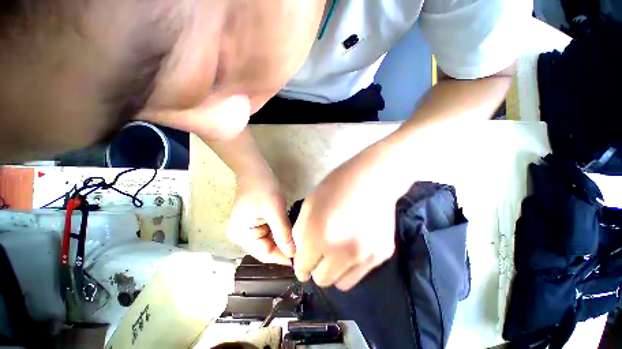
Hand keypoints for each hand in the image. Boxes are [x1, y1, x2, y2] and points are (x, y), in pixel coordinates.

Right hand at [226, 172, 294, 264]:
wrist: (256, 171)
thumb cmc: (263, 187)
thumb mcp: (274, 209)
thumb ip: (283, 232)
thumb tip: (292, 253)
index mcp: (241, 234)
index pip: (264, 253)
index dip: (282, 257)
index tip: (300, 257)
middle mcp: (241, 236)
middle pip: (265, 248)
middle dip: (283, 248)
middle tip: (301, 247)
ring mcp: (247, 229)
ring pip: (268, 241)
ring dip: (282, 240)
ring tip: (298, 239)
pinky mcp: (254, 223)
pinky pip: (268, 233)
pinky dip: (279, 232)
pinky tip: (290, 231)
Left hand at [293, 143, 404, 289]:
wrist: (373, 179)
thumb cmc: (337, 185)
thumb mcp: (310, 203)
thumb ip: (300, 231)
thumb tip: (299, 251)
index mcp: (320, 236)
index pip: (303, 267)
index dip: (300, 264)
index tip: (304, 259)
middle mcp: (342, 253)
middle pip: (321, 280)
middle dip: (316, 268)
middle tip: (320, 252)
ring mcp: (365, 257)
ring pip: (341, 283)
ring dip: (334, 270)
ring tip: (337, 251)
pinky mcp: (381, 256)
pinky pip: (360, 272)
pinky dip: (351, 265)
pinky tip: (354, 244)